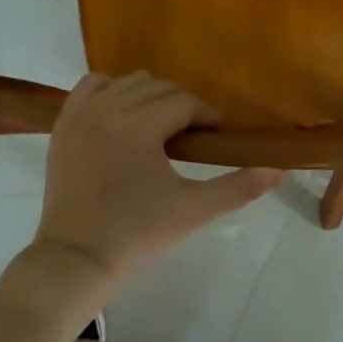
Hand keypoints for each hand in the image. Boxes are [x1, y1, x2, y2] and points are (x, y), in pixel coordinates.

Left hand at [34, 72, 282, 281]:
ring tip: (160, 129)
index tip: (217, 139)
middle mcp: (107, 108)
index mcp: (139, 125)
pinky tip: (123, 118)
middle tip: (194, 139)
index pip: (185, 102)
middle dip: (182, 107)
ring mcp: (80, 113)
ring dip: (150, 97)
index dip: (208, 118)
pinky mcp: (63, 124)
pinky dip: (112, 91)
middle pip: (158, 87)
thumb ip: (238, 187)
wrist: (76, 259)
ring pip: (127, 82)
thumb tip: (279, 170)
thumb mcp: (193, 211)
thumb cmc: (136, 235)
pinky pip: (92, 87)